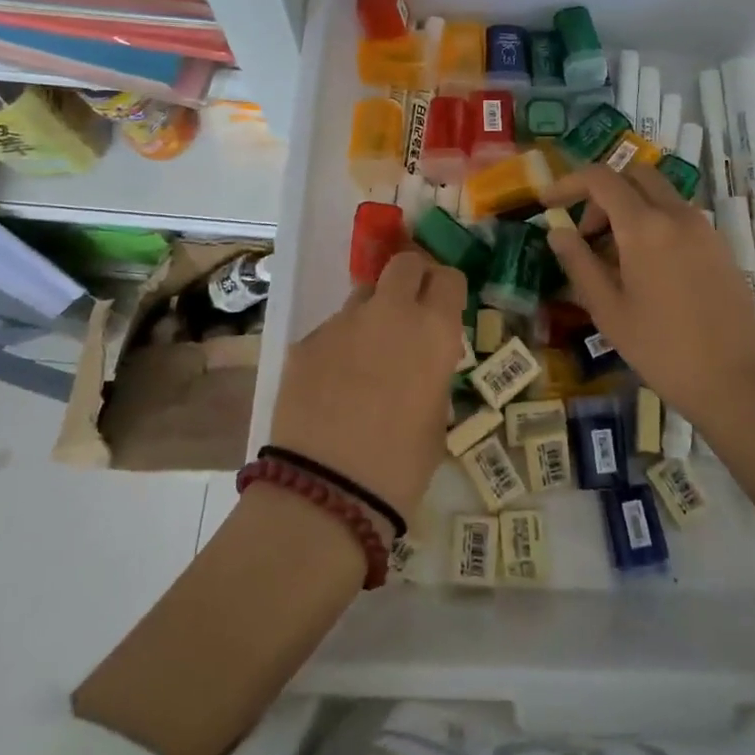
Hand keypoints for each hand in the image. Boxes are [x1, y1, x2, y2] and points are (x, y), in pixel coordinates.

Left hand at [266, 249, 466, 523]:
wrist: (328, 490)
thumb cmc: (402, 465)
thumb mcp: (437, 417)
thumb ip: (431, 373)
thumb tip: (420, 362)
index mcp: (433, 330)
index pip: (448, 277)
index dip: (447, 287)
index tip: (444, 304)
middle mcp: (390, 312)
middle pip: (403, 264)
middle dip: (411, 276)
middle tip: (411, 306)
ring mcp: (343, 323)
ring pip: (363, 296)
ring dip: (373, 313)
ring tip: (367, 356)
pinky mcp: (306, 342)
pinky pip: (331, 331)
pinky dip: (339, 346)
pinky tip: (333, 385)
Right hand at [541, 164, 754, 518]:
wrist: (738, 383)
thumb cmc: (662, 350)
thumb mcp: (608, 311)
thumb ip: (579, 263)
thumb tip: (558, 231)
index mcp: (645, 227)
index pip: (601, 178)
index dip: (569, 183)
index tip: (547, 203)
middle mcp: (678, 215)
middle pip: (635, 175)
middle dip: (603, 193)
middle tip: (587, 234)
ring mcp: (705, 229)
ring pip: (660, 195)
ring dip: (630, 208)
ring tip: (614, 258)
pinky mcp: (721, 247)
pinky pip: (680, 217)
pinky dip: (655, 224)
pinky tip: (647, 271)